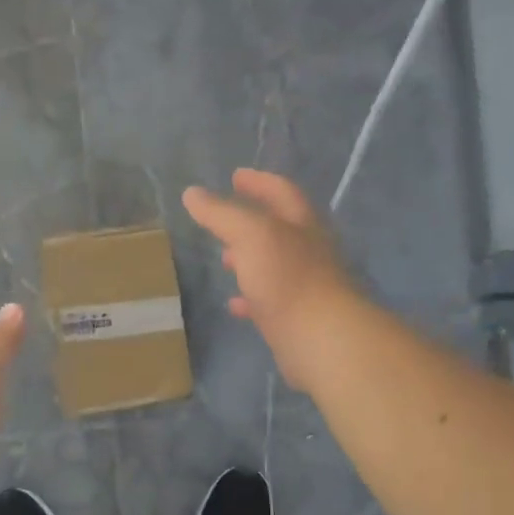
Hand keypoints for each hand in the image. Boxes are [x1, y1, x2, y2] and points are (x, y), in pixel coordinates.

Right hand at [183, 170, 359, 391]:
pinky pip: (269, 302)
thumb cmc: (288, 277)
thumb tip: (192, 193)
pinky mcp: (296, 318)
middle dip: (251, 223)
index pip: (281, 192)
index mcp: (302, 224)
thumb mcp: (250, 235)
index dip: (258, 182)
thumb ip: (221, 214)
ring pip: (274, 266)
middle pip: (279, 229)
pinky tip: (234, 304)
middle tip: (224, 222)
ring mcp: (304, 286)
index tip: (236, 176)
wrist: (321, 339)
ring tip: (225, 260)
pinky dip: (250, 299)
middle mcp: (308, 251)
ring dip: (250, 260)